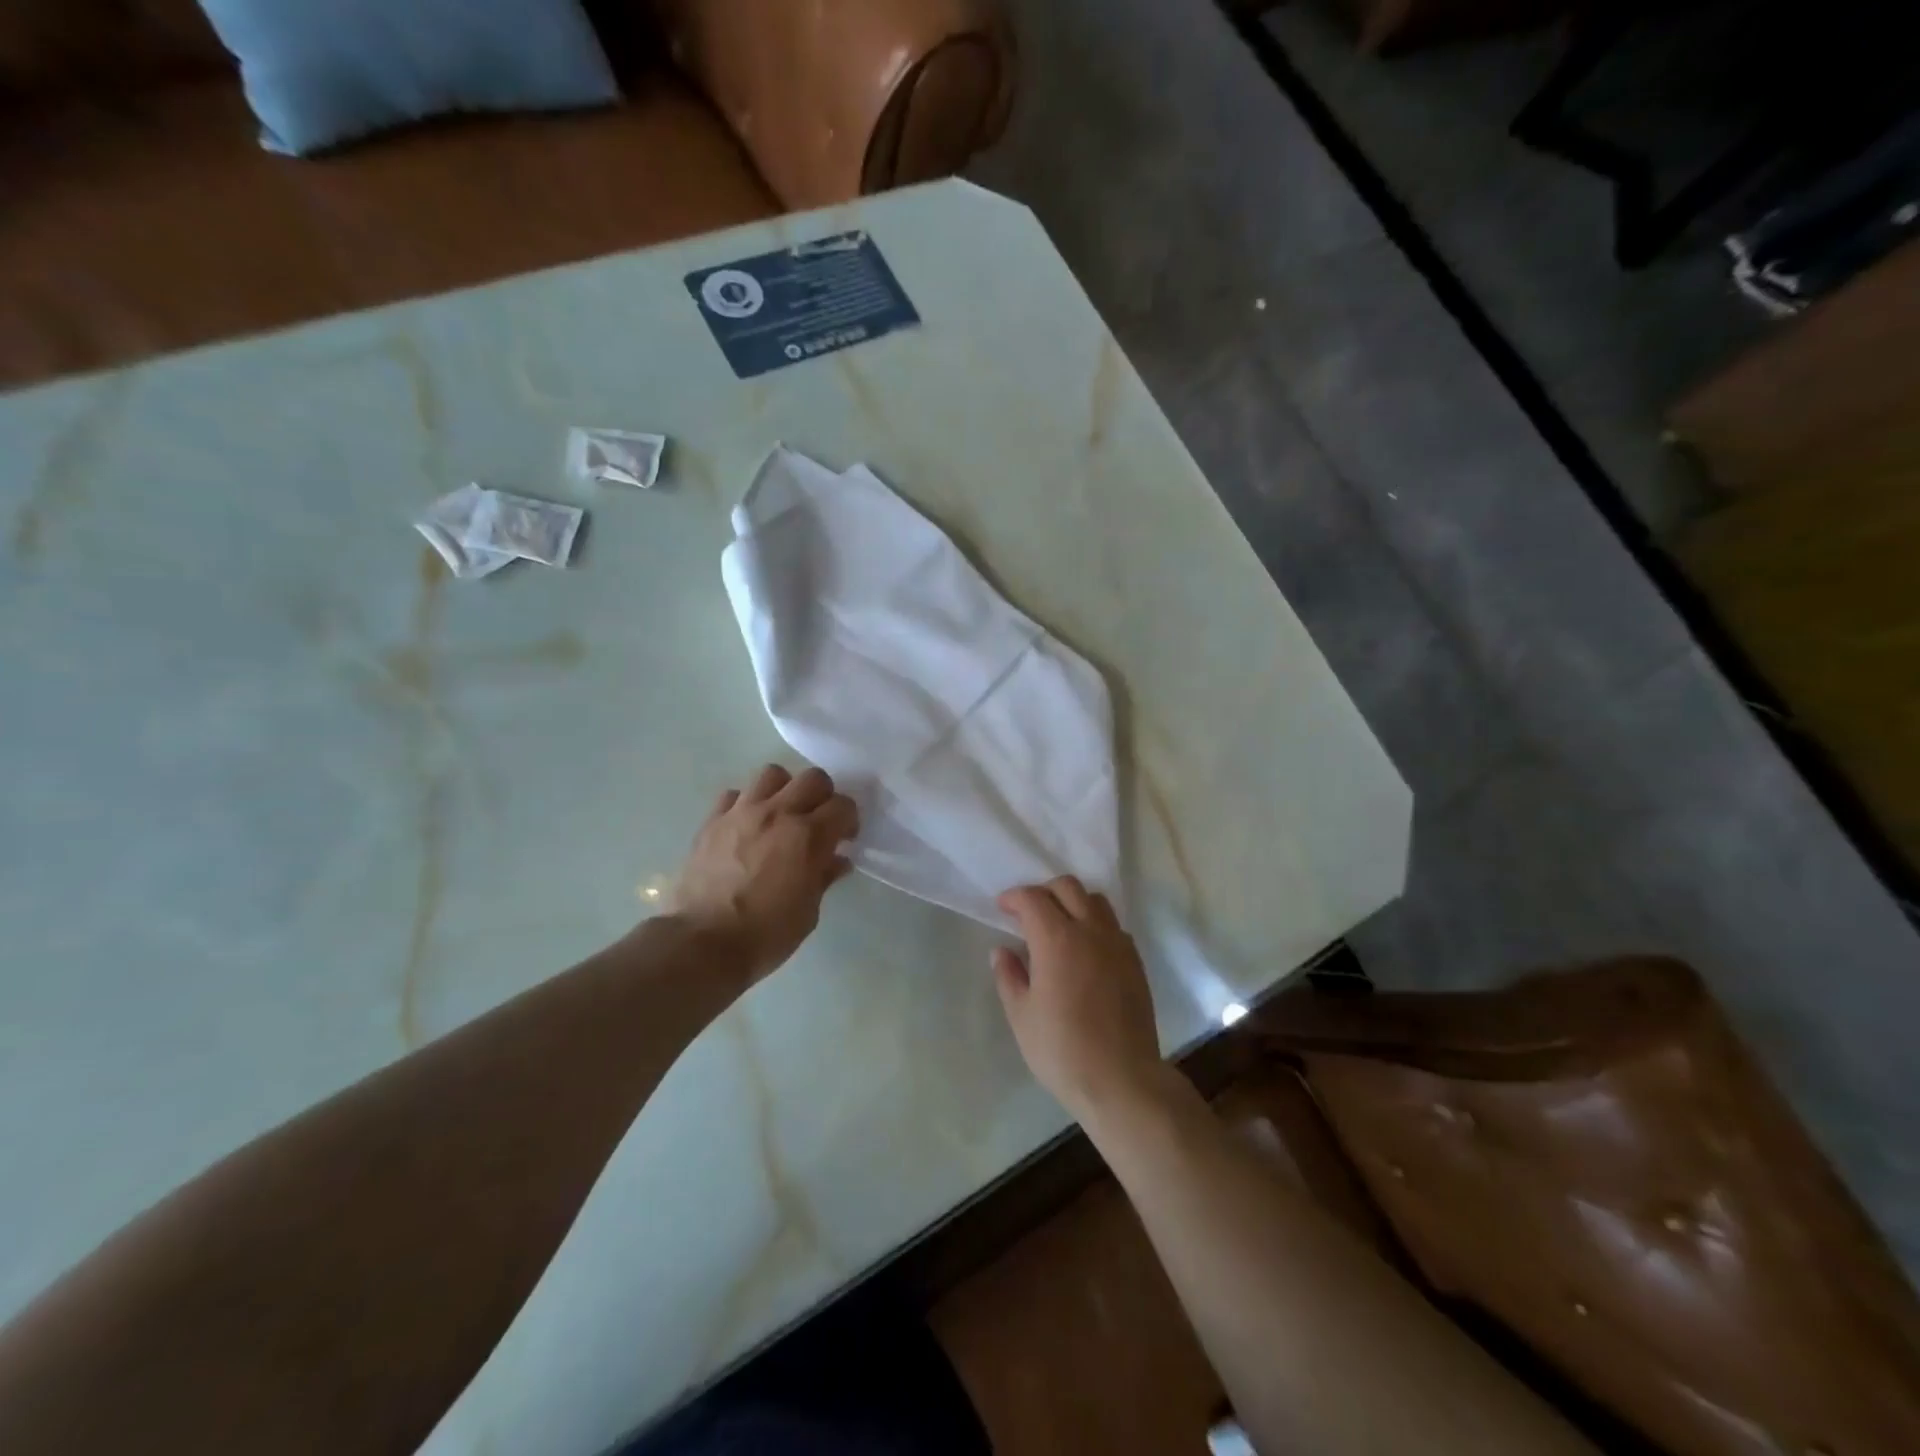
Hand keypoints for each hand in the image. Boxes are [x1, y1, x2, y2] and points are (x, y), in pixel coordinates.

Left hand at [671, 764, 859, 985]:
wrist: (701, 944)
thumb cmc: (765, 934)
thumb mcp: (808, 912)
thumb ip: (823, 877)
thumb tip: (836, 860)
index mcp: (808, 836)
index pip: (843, 806)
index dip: (849, 820)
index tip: (845, 838)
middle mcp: (778, 813)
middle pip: (813, 778)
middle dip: (823, 796)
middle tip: (818, 821)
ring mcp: (741, 813)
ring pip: (772, 774)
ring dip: (784, 790)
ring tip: (782, 814)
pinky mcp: (712, 821)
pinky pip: (734, 795)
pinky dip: (746, 804)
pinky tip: (747, 826)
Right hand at [992, 877, 1165, 1121]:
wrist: (1121, 1079)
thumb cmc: (1062, 1050)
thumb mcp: (1021, 1016)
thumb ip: (1009, 976)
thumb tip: (1002, 951)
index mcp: (1056, 939)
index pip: (1033, 898)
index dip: (1013, 897)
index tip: (1002, 908)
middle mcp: (1090, 931)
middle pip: (1067, 887)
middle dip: (1043, 891)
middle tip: (1028, 913)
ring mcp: (1117, 944)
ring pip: (1096, 900)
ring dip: (1073, 902)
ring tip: (1059, 926)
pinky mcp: (1135, 961)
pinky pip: (1113, 925)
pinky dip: (1095, 924)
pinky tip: (1085, 950)